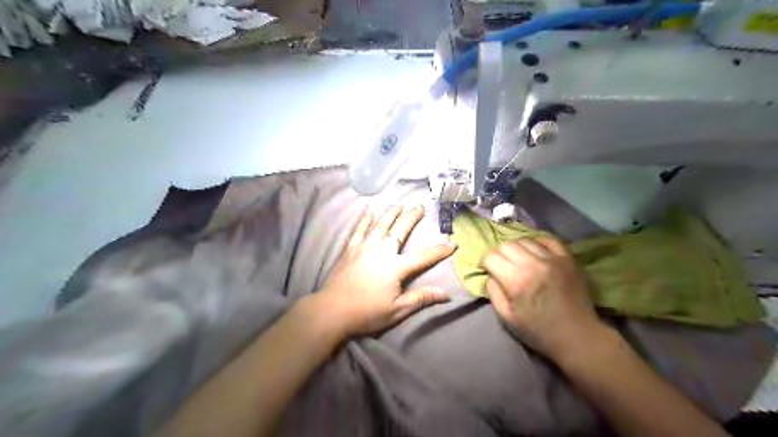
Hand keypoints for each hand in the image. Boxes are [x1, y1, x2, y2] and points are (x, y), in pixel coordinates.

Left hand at [312, 205, 457, 338]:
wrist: (332, 311)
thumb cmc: (367, 312)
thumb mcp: (397, 309)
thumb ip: (421, 298)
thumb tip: (446, 294)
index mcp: (395, 267)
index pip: (423, 256)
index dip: (439, 250)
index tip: (453, 243)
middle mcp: (381, 251)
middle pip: (400, 230)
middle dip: (411, 217)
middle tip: (420, 206)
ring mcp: (364, 247)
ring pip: (380, 225)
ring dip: (390, 213)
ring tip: (398, 203)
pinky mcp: (350, 249)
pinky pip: (358, 229)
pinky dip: (364, 218)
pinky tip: (367, 209)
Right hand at [481, 238, 606, 359]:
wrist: (577, 336)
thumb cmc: (538, 331)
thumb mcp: (506, 317)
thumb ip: (493, 292)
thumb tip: (490, 275)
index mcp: (515, 280)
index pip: (491, 257)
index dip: (485, 263)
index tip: (487, 270)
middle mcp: (532, 264)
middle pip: (506, 245)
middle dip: (498, 254)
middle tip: (501, 265)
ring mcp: (552, 259)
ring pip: (525, 240)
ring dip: (516, 249)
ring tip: (519, 260)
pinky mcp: (567, 258)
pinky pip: (548, 239)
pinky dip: (537, 242)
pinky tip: (535, 252)